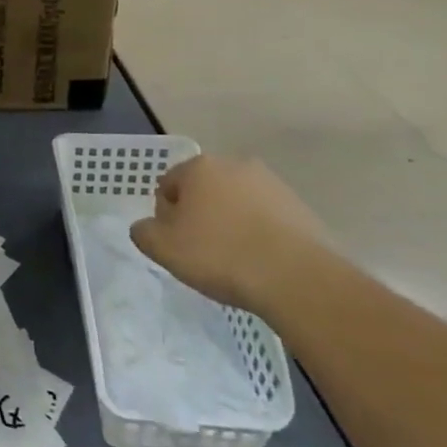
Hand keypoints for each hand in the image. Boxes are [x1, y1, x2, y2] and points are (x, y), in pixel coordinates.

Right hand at [129, 154, 335, 313]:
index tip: (175, 241)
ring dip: (230, 224)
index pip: (168, 185)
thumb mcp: (162, 247)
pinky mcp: (303, 210)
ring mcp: (274, 186)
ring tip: (234, 260)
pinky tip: (260, 263)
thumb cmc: (220, 255)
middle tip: (200, 250)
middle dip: (199, 215)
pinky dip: (259, 235)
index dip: (166, 215)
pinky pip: (267, 220)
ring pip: (237, 204)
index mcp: (200, 167)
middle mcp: (237, 166)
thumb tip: (149, 227)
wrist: (299, 280)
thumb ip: (143, 231)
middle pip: (204, 190)